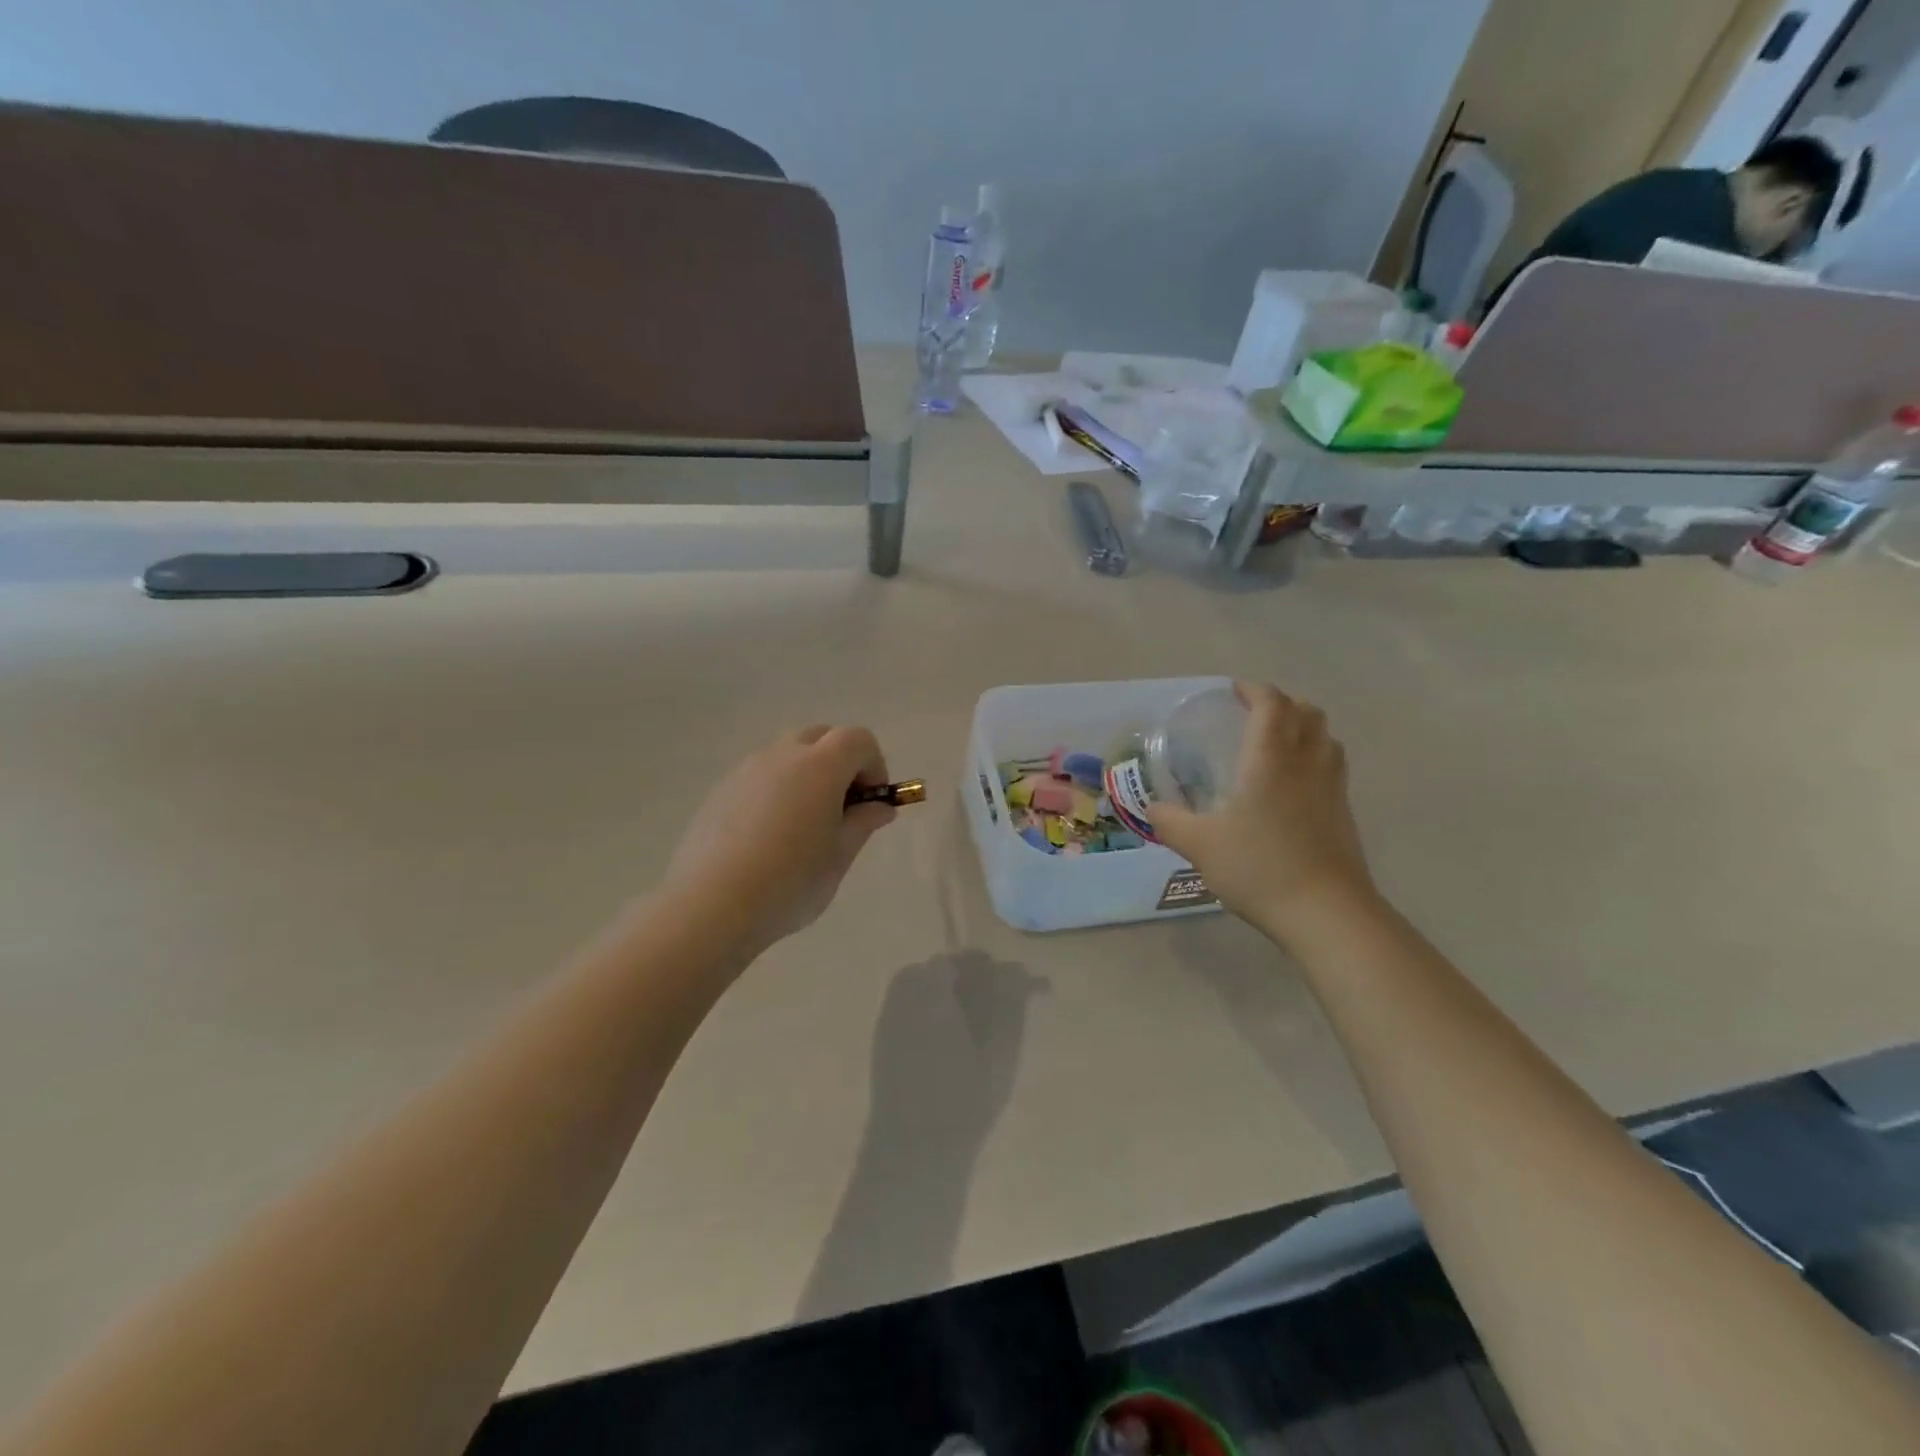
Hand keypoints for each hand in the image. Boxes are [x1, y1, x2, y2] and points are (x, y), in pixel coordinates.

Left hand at [664, 726, 896, 958]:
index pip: (858, 740)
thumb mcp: (839, 857)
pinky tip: (768, 838)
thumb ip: (862, 823)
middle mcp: (782, 756)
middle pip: (821, 737)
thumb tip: (879, 807)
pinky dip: (776, 791)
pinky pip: (760, 777)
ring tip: (802, 827)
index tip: (871, 804)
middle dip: (840, 763)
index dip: (874, 765)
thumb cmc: (789, 882)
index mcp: (820, 766)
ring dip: (806, 776)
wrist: (711, 906)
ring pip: (788, 755)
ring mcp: (746, 770)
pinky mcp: (720, 791)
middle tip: (841, 810)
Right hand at [1152, 683, 1378, 946]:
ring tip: (1275, 745)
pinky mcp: (1344, 814)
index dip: (1253, 690)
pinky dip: (1313, 760)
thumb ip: (1170, 821)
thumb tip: (1153, 808)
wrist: (1327, 913)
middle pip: (1307, 713)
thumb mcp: (1199, 845)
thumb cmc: (1260, 867)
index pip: (1272, 704)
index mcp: (1271, 758)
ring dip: (1303, 729)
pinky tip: (1290, 788)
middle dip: (1281, 704)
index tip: (1232, 692)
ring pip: (1326, 739)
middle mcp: (1307, 763)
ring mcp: (1332, 789)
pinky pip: (1331, 768)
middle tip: (1253, 715)